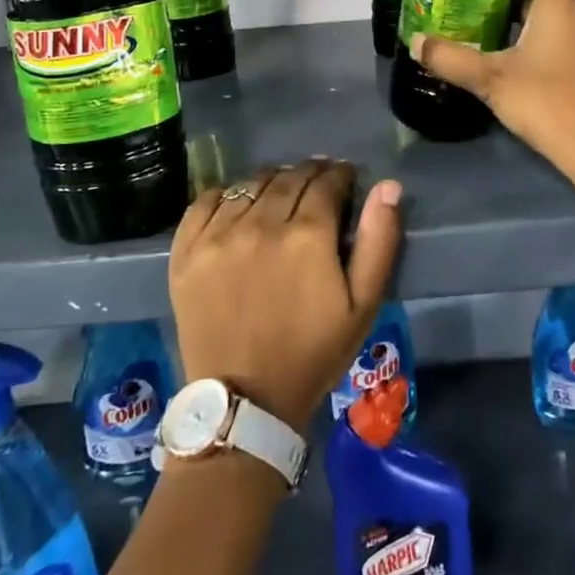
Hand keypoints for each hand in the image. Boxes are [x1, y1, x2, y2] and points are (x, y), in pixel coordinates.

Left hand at [169, 160, 402, 428]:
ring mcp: (218, 235)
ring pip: (251, 184)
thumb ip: (379, 240)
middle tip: (318, 183)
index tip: (346, 178)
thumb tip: (388, 186)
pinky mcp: (186, 251)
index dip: (340, 175)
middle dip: (310, 173)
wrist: (245, 401)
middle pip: (289, 178)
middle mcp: (260, 224)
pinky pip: (206, 201)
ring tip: (281, 192)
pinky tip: (239, 204)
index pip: (327, 182)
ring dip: (272, 181)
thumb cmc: (313, 353)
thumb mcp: (364, 305)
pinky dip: (227, 193)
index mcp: (308, 235)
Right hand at [408, 0, 574, 173]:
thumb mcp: (488, 79)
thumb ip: (450, 59)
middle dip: (527, 3)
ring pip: (572, 21)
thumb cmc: (543, 100)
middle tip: (493, 17)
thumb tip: (415, 41)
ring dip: (547, 27)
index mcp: (560, 3)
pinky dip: (565, 49)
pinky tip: (545, 73)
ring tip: (515, 46)